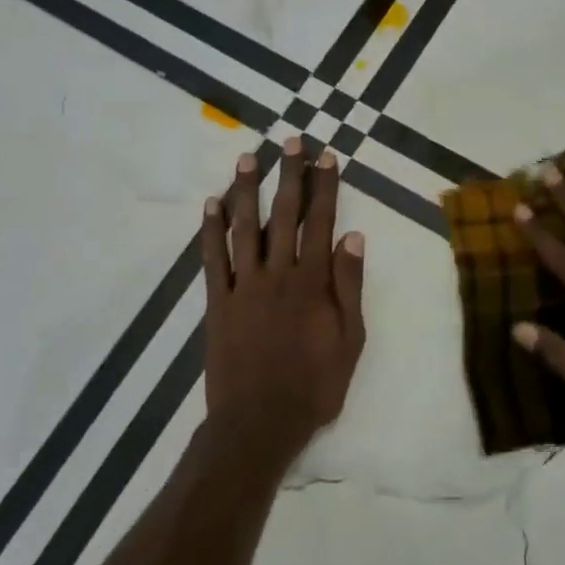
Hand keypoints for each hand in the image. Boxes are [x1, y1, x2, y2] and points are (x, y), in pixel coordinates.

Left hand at [201, 139, 366, 459]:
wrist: (260, 423)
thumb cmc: (315, 385)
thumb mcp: (351, 339)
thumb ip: (350, 285)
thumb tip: (353, 235)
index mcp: (313, 281)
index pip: (321, 222)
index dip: (325, 186)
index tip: (326, 156)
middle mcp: (278, 273)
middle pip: (285, 214)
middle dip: (289, 175)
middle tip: (290, 141)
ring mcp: (244, 286)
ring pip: (246, 227)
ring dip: (247, 190)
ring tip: (248, 158)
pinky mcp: (218, 302)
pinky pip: (213, 259)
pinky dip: (211, 230)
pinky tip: (211, 204)